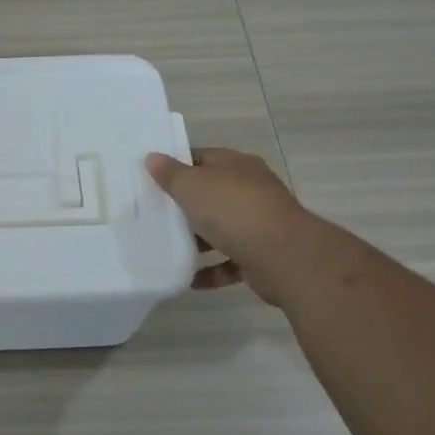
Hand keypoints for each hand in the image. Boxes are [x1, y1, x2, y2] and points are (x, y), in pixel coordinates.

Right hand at [145, 147, 307, 303]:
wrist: (284, 256)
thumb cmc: (233, 210)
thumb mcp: (192, 185)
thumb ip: (170, 174)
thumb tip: (152, 157)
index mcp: (236, 165)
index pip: (201, 158)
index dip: (176, 166)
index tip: (150, 179)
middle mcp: (250, 190)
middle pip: (211, 193)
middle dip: (184, 205)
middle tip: (152, 213)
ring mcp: (257, 223)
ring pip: (220, 228)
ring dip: (197, 239)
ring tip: (166, 247)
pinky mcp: (260, 255)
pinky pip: (228, 262)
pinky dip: (210, 270)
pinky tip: (188, 278)